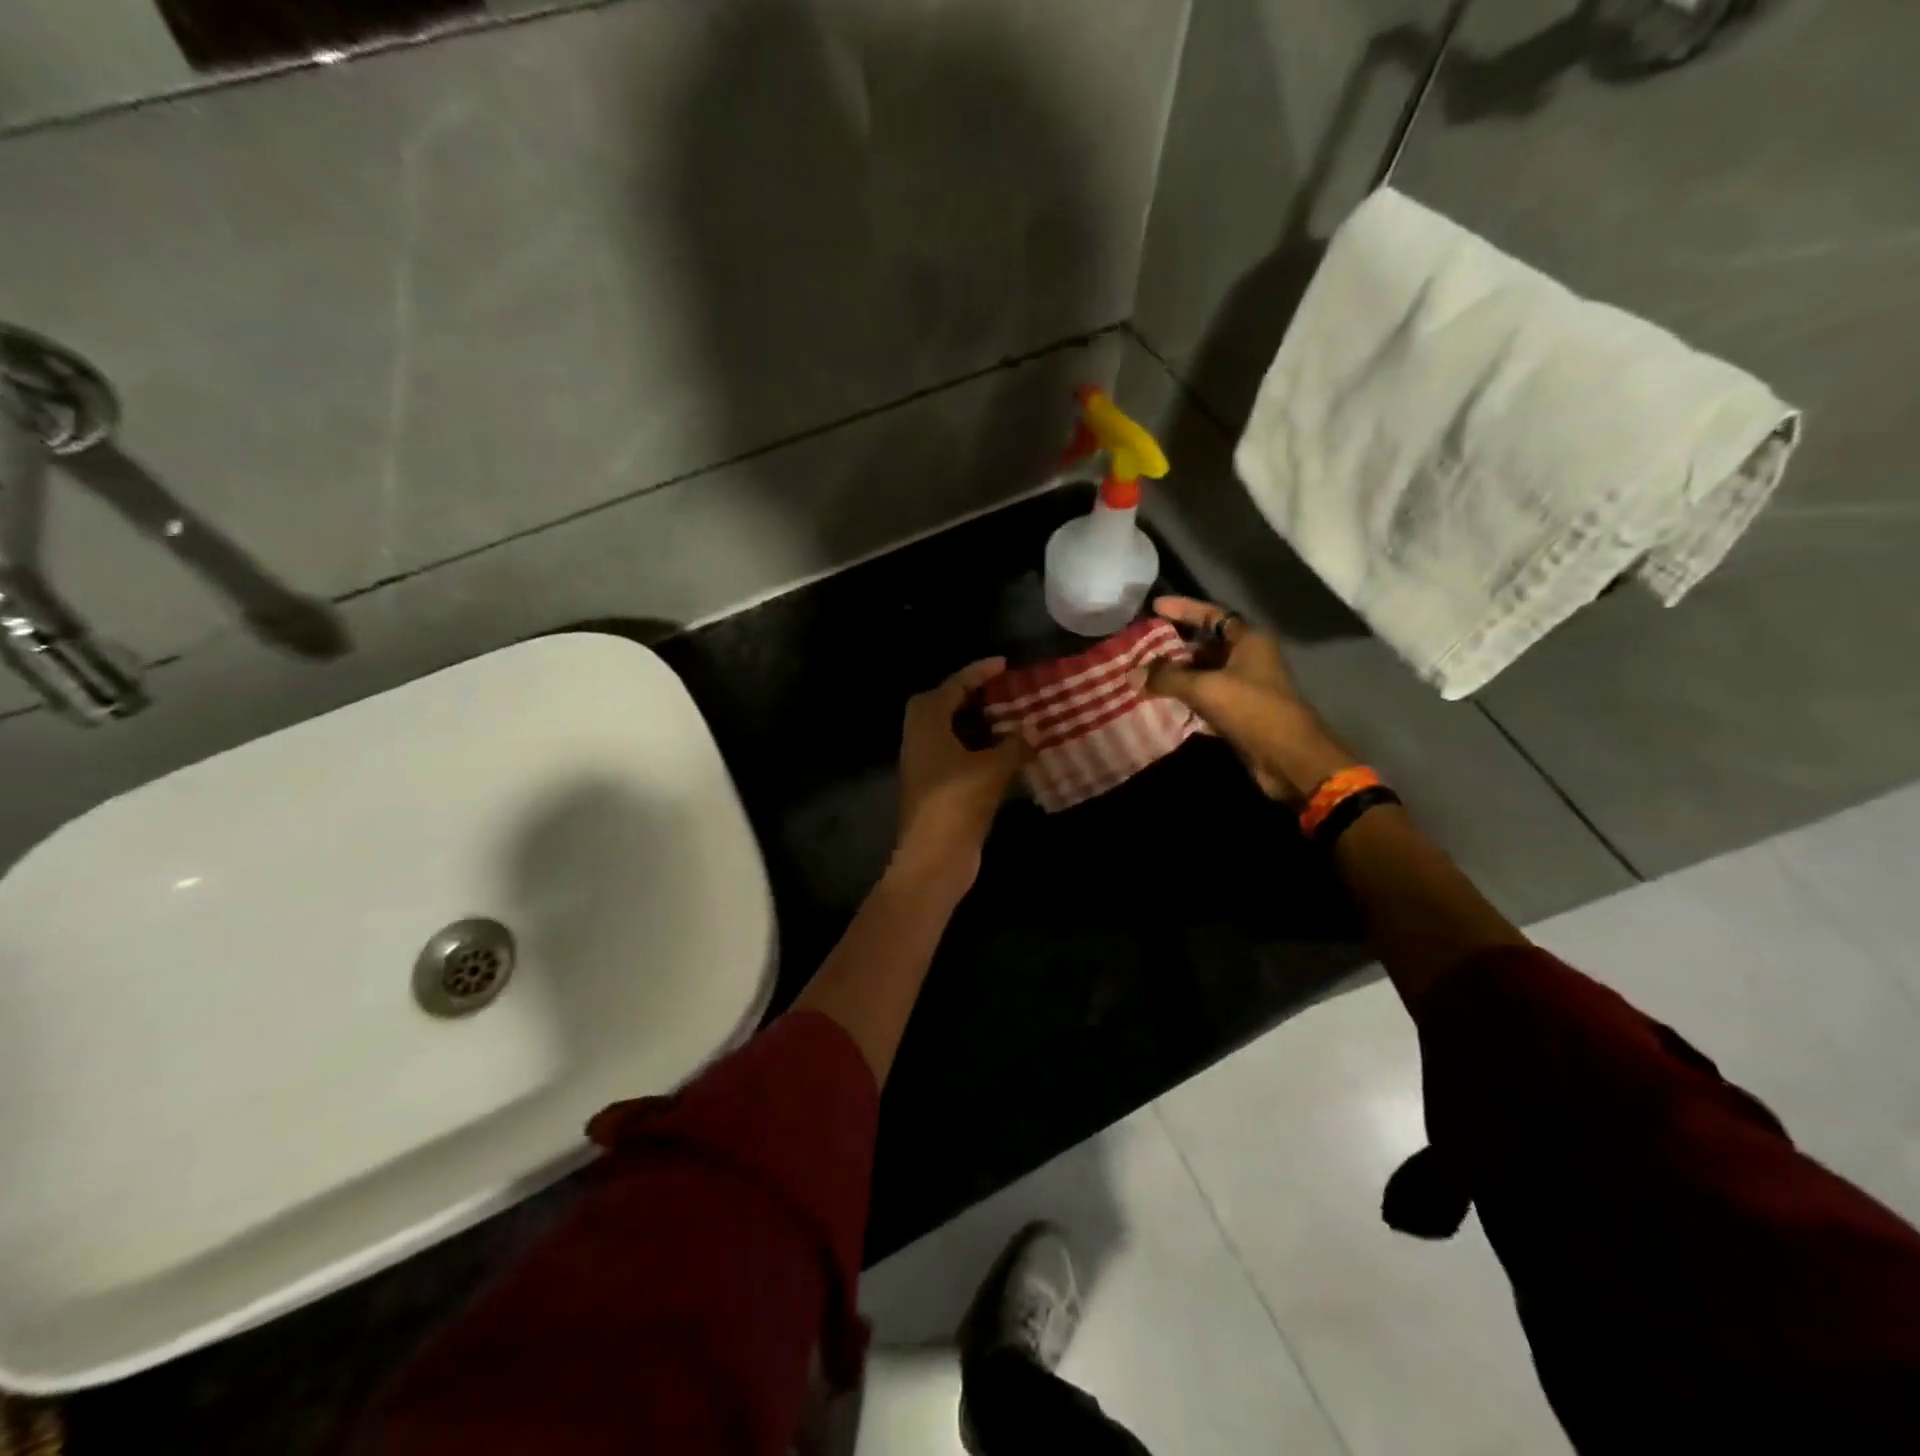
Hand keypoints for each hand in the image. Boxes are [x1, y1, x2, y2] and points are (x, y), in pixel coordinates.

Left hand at [894, 657, 1027, 881]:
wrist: (933, 858)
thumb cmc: (958, 802)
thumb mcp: (993, 768)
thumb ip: (1014, 744)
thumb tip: (1034, 727)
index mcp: (927, 724)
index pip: (952, 687)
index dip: (978, 673)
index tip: (1003, 664)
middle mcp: (919, 740)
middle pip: (941, 705)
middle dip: (969, 695)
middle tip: (1000, 691)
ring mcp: (923, 766)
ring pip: (947, 732)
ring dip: (973, 723)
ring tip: (1006, 718)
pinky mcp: (933, 788)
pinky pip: (954, 755)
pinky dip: (975, 748)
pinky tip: (1001, 754)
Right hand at [1137, 596, 1356, 803]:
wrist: (1287, 757)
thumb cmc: (1251, 709)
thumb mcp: (1205, 687)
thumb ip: (1167, 677)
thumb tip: (1132, 673)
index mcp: (1248, 640)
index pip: (1212, 614)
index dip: (1183, 608)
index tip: (1154, 606)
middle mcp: (1247, 658)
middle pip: (1205, 644)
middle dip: (1174, 645)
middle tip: (1141, 646)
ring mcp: (1243, 686)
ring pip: (1203, 672)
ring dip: (1176, 674)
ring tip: (1142, 674)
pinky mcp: (1238, 712)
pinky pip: (1205, 696)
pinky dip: (1184, 696)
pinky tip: (1160, 700)